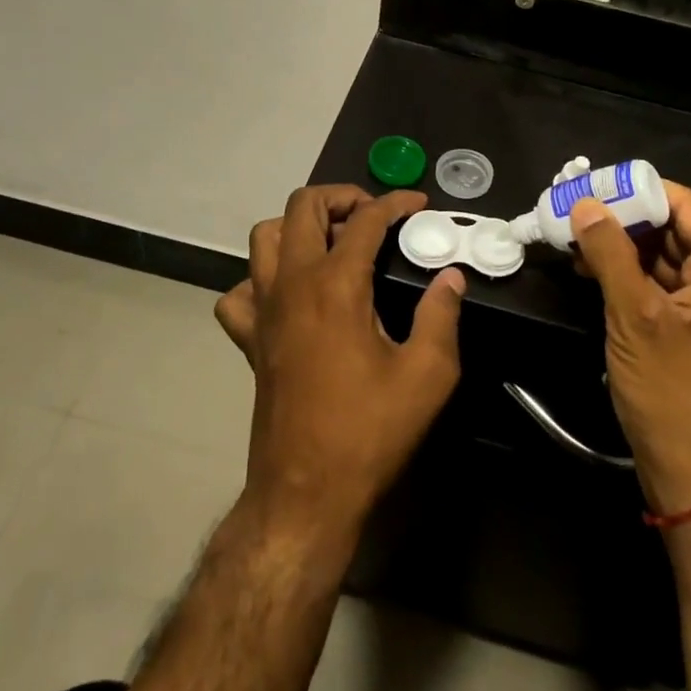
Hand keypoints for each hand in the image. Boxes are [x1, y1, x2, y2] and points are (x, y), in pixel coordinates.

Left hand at [216, 187, 465, 537]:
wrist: (306, 494)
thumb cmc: (369, 431)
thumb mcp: (428, 375)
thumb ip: (442, 316)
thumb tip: (450, 277)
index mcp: (336, 285)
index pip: (365, 219)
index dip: (395, 202)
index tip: (418, 204)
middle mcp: (293, 284)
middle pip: (302, 206)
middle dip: (340, 197)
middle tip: (372, 216)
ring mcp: (263, 310)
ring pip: (265, 237)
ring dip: (298, 227)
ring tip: (332, 243)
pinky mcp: (249, 339)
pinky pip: (240, 292)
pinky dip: (261, 280)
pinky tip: (290, 295)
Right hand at [569, 185, 690, 514]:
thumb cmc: (674, 396)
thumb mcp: (635, 318)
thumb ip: (610, 253)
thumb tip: (585, 205)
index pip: (684, 205)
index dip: (636, 191)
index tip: (590, 187)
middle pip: (673, 230)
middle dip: (623, 220)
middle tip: (573, 211)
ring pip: (664, 259)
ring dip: (621, 249)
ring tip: (573, 240)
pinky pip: (662, 289)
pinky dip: (629, 277)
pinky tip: (591, 272)